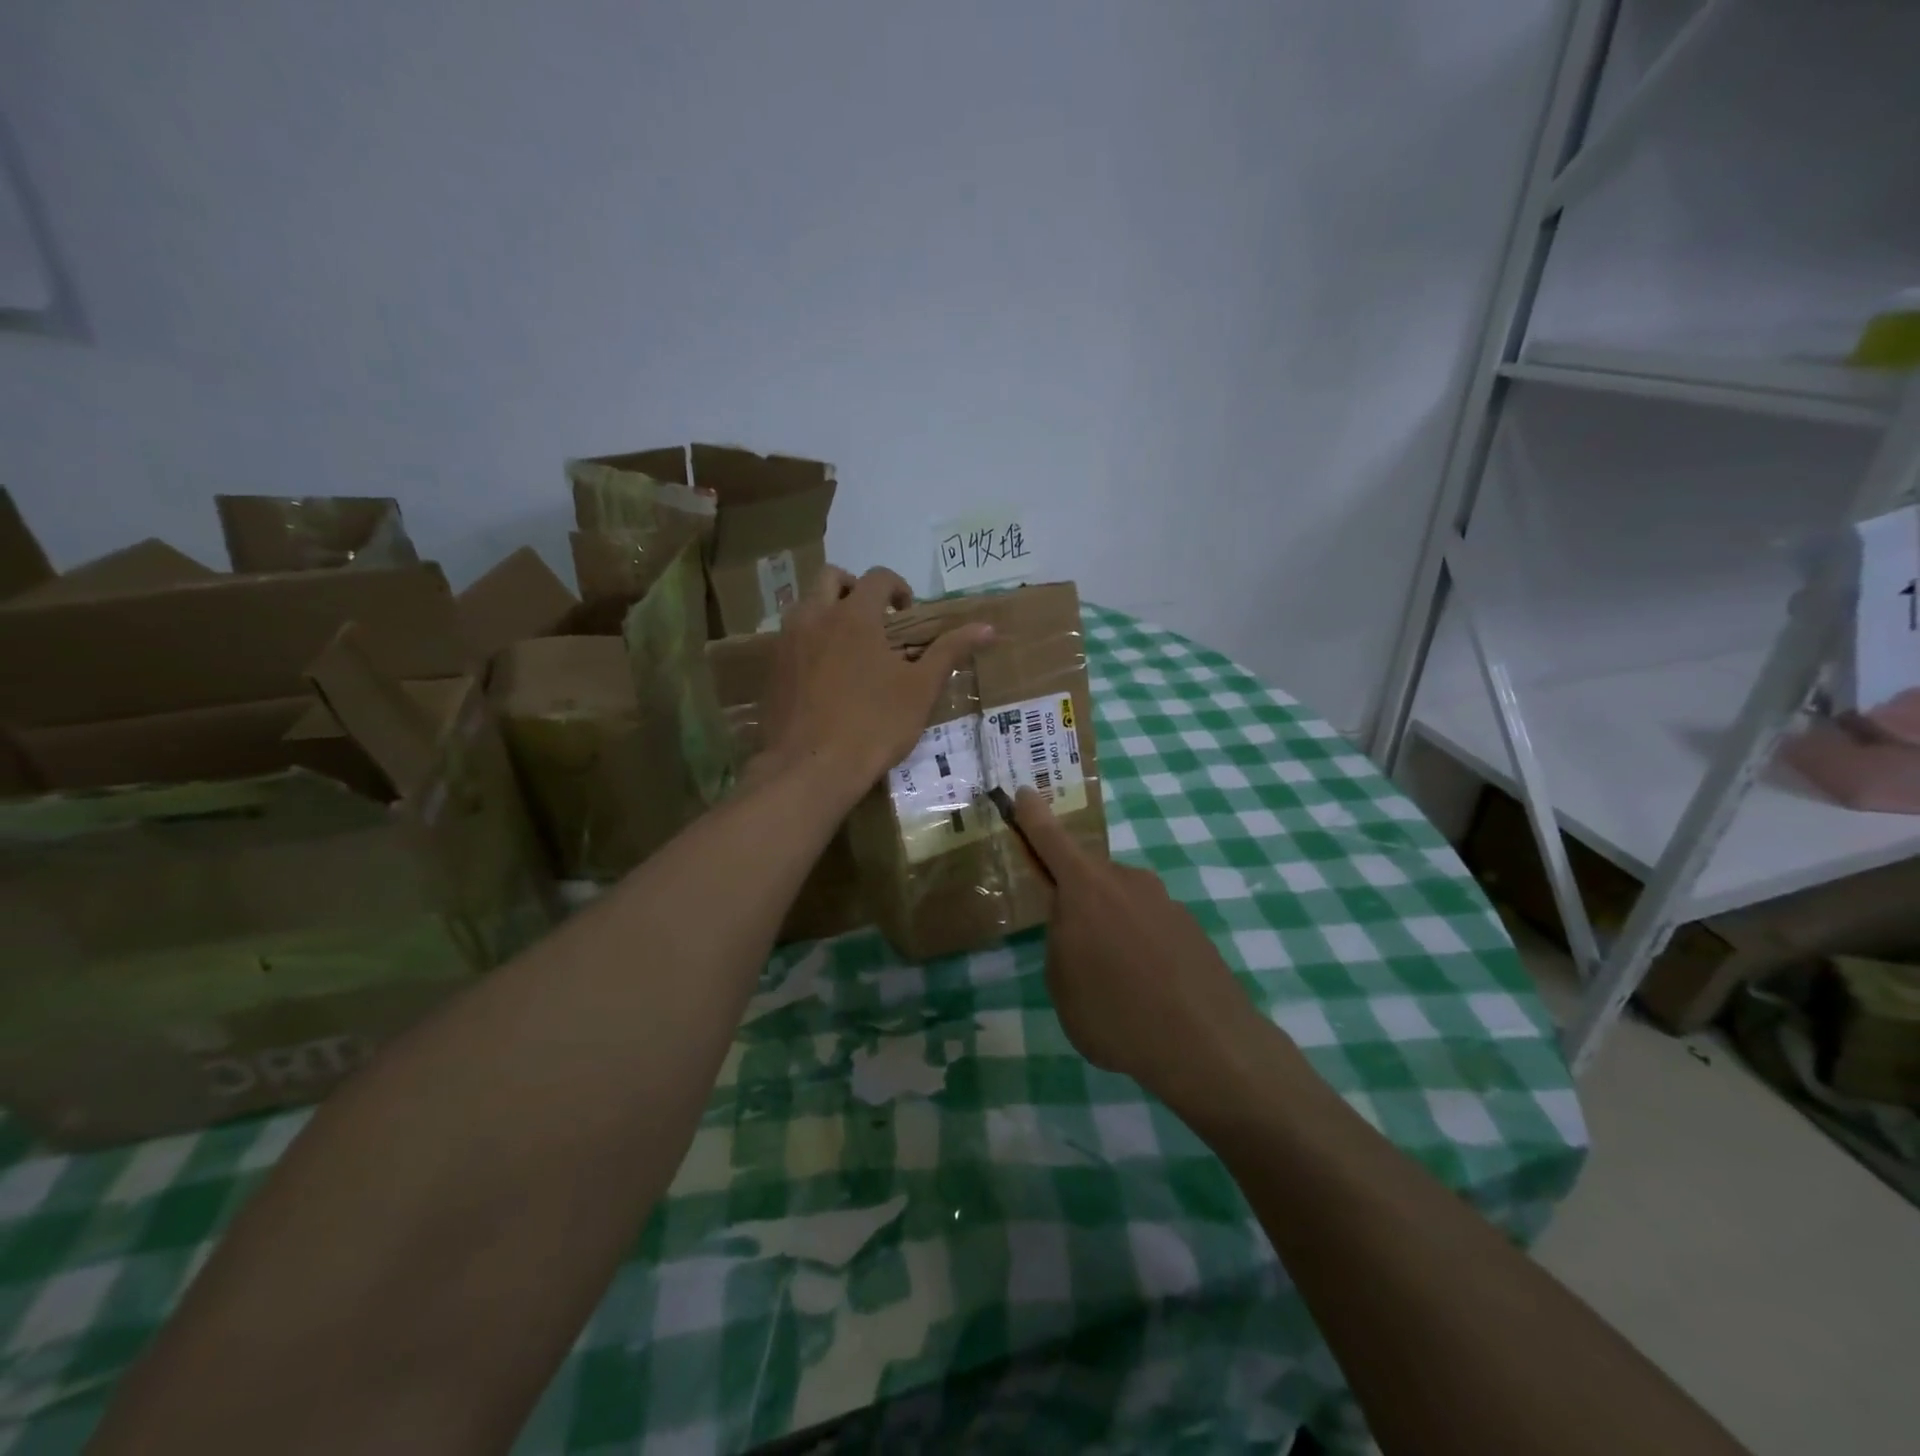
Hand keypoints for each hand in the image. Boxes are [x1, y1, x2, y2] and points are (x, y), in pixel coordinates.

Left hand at [760, 566, 994, 799]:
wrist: (810, 768)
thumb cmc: (873, 725)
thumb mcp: (920, 689)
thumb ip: (950, 651)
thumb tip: (987, 627)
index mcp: (854, 615)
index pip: (878, 577)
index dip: (898, 587)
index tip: (908, 614)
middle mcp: (815, 616)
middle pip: (832, 577)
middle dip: (856, 589)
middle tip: (876, 621)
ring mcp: (787, 641)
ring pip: (806, 605)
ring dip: (828, 611)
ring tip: (850, 646)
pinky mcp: (771, 668)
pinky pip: (790, 637)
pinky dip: (810, 640)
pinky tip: (825, 675)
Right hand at [1012, 788, 1266, 1102]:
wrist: (1209, 1045)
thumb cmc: (1117, 1013)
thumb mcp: (1062, 984)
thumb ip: (1060, 942)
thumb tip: (1074, 925)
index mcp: (1086, 888)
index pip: (1051, 839)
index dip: (1033, 815)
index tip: (1022, 791)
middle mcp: (1127, 881)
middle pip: (1090, 878)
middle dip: (1076, 900)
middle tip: (1072, 947)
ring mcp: (1164, 902)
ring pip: (1121, 903)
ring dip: (1110, 928)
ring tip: (1112, 982)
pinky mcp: (1191, 928)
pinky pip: (1150, 927)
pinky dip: (1140, 947)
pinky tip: (1146, 991)